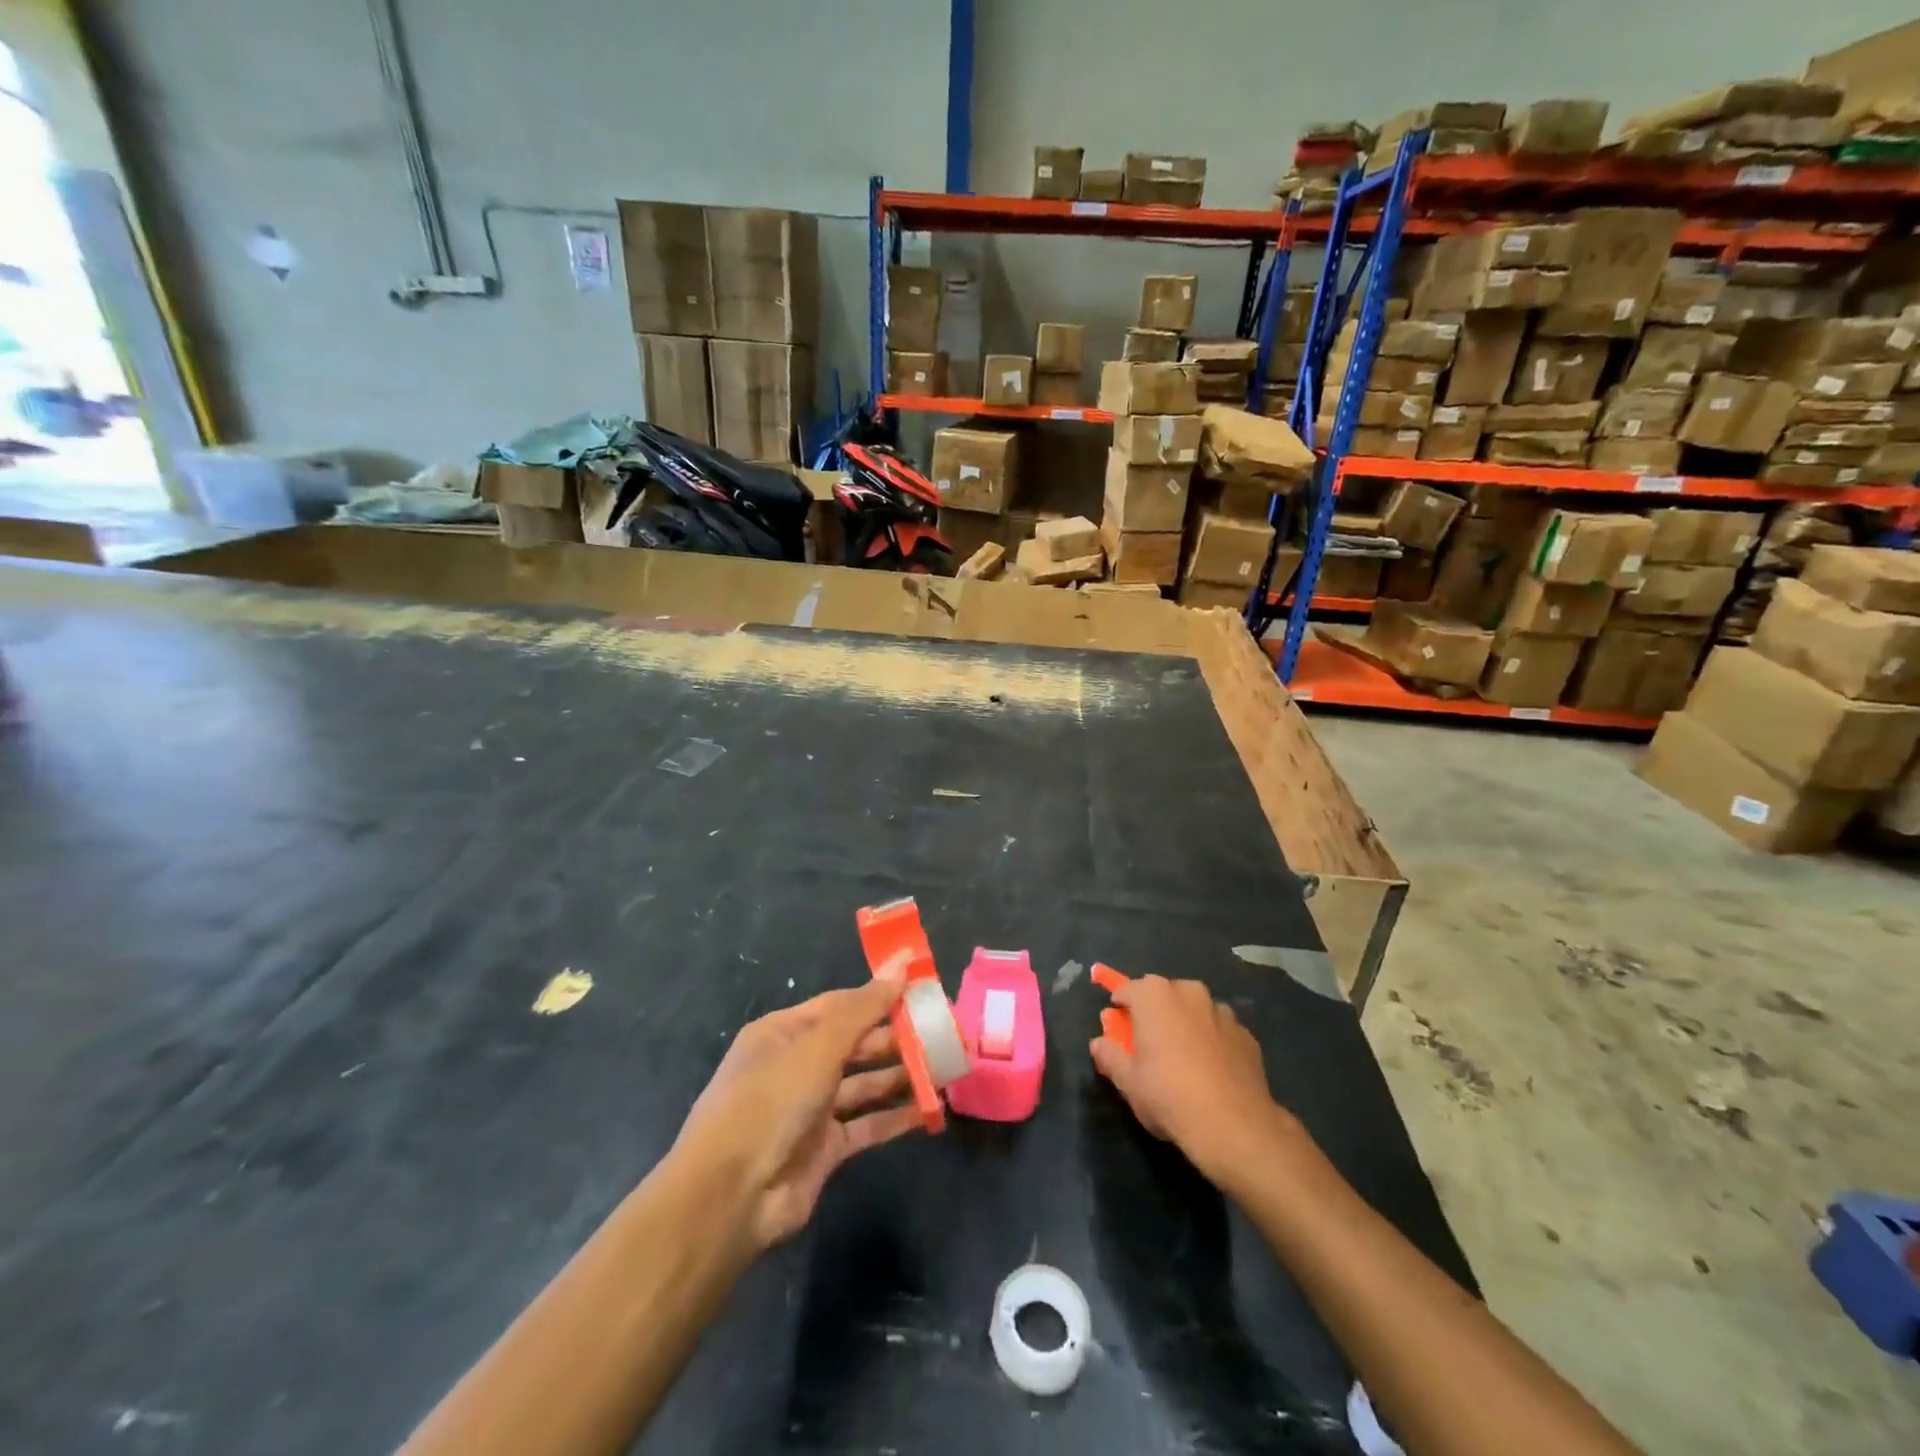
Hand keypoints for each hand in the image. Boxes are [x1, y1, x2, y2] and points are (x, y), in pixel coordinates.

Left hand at [673, 974, 921, 1251]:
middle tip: (942, 1032)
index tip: (921, 991)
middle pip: (855, 1043)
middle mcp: (796, 1065)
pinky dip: (895, 1118)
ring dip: (901, 1075)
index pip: (840, 1004)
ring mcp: (810, 1109)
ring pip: (864, 1084)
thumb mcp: (819, 1045)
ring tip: (945, 1067)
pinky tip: (930, 1111)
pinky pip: (866, 1125)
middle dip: (896, 1037)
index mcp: (784, 1032)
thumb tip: (903, 959)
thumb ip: (866, 1006)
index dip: (880, 996)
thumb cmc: (771, 1101)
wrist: (730, 1196)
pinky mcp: (824, 1149)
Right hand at [1089, 975, 1292, 1182]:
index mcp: (1154, 995)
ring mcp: (1222, 1011)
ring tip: (1183, 1056)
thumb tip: (1099, 1043)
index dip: (1121, 1006)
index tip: (1118, 1025)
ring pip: (1195, 1009)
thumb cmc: (1168, 1095)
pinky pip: (1220, 1029)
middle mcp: (1189, 992)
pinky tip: (1212, 1069)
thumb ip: (1110, 1055)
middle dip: (1155, 1011)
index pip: (1129, 989)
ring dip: (1186, 1022)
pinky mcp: (1246, 1034)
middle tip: (1150, 1041)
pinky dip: (1212, 1040)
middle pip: (1164, 994)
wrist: (1234, 1125)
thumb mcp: (1128, 1081)